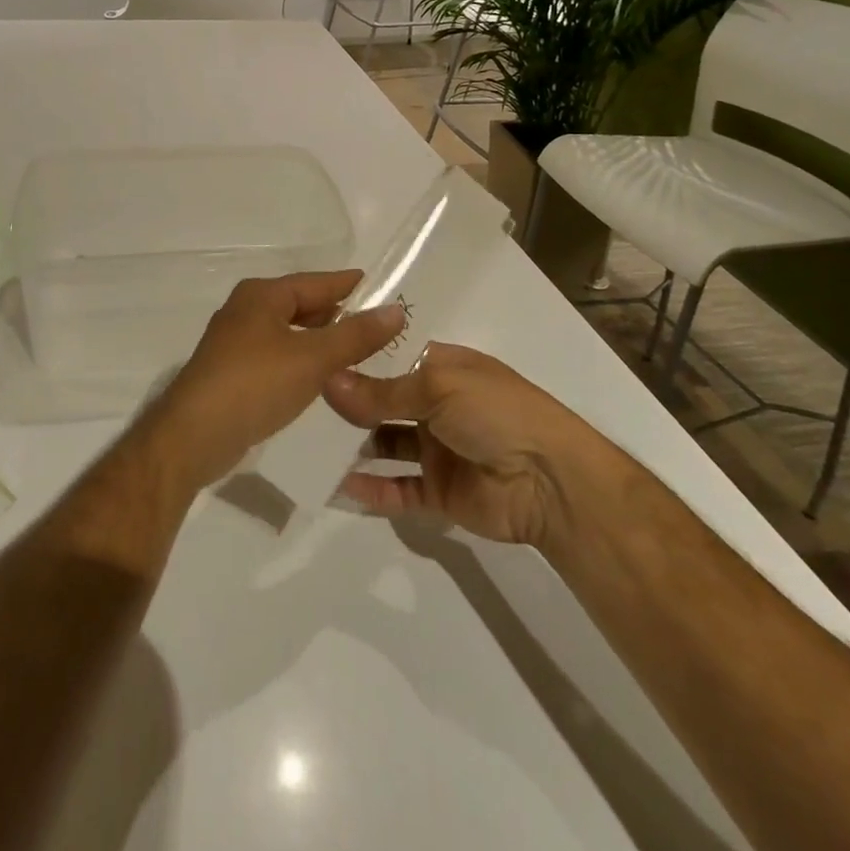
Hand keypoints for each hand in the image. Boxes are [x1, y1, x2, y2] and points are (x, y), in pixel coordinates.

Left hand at [138, 271, 405, 491]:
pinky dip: (303, 361)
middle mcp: (246, 311)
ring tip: (360, 350)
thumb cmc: (254, 384)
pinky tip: (323, 377)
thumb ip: (355, 335)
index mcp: (261, 295)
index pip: (315, 282)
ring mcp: (236, 343)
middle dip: (338, 314)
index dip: (348, 284)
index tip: (382, 286)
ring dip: (321, 340)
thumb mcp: (313, 358)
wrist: (193, 436)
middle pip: (301, 305)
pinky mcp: (233, 374)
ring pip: (289, 333)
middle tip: (379, 324)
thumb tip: (395, 309)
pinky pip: (278, 357)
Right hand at [325, 342, 585, 546]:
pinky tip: (337, 486)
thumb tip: (329, 381)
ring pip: (386, 444)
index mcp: (443, 368)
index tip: (314, 359)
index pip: (392, 359)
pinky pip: (397, 489)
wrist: (549, 481)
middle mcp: (437, 405)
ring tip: (309, 444)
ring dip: (354, 445)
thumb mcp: (438, 386)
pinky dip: (370, 490)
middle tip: (299, 404)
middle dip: (349, 403)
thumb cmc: (496, 412)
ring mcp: (437, 449)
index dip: (358, 359)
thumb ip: (381, 391)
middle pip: (384, 401)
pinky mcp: (438, 491)